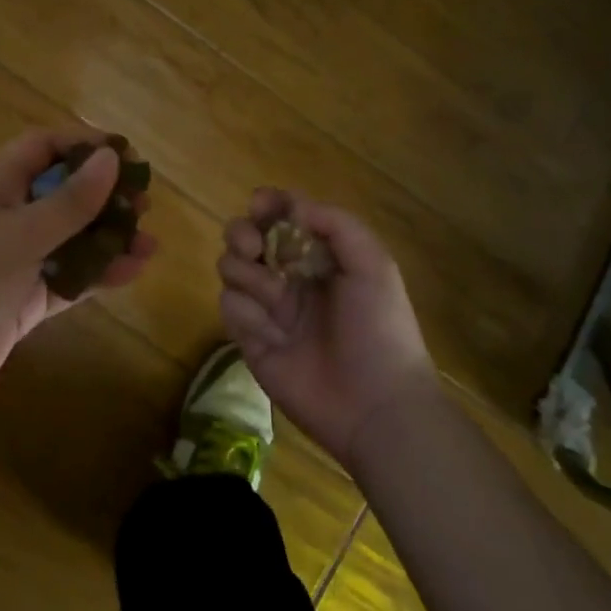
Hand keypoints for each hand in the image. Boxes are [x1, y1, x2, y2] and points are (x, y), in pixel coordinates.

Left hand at [0, 128, 156, 421]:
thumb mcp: (19, 233)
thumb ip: (69, 201)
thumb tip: (110, 158)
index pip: (42, 148)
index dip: (82, 144)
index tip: (125, 154)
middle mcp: (6, 218)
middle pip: (62, 194)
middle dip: (103, 196)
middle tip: (144, 204)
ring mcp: (14, 262)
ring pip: (70, 240)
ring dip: (108, 240)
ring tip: (150, 243)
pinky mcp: (22, 302)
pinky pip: (67, 280)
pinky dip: (97, 275)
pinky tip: (132, 273)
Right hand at [218, 189, 436, 467]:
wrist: (375, 405)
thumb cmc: (380, 329)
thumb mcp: (373, 265)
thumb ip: (336, 224)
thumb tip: (292, 208)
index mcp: (321, 257)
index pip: (283, 218)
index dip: (269, 205)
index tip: (261, 205)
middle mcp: (290, 277)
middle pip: (246, 238)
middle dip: (242, 232)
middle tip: (253, 246)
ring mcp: (268, 309)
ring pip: (231, 268)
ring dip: (242, 269)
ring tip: (270, 290)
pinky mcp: (250, 341)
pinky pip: (230, 308)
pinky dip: (244, 309)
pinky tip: (270, 329)